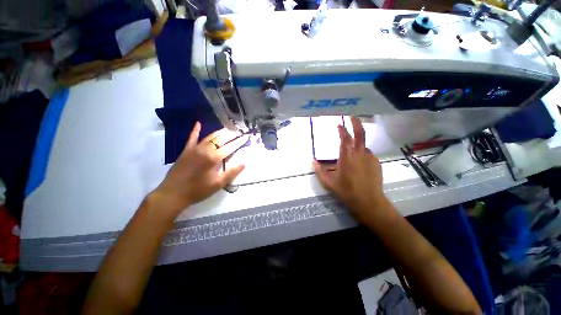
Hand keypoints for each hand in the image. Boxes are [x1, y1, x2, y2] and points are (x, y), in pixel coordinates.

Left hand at [152, 122, 247, 215]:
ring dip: (219, 132)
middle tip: (239, 131)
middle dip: (231, 135)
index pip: (230, 147)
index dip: (239, 142)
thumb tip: (243, 163)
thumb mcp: (218, 184)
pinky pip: (192, 138)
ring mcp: (195, 149)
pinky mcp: (186, 150)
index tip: (246, 137)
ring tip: (228, 129)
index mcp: (214, 158)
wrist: (173, 194)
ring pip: (209, 137)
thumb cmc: (198, 190)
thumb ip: (232, 172)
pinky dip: (195, 130)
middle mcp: (205, 150)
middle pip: (221, 139)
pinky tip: (198, 123)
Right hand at [313, 116, 391, 223]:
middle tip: (352, 117)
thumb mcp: (329, 182)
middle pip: (360, 134)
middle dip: (356, 123)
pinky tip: (359, 164)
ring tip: (351, 154)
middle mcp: (359, 154)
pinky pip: (368, 154)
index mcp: (346, 157)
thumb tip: (312, 161)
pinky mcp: (377, 163)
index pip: (344, 138)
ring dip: (357, 145)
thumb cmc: (346, 191)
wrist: (368, 201)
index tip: (338, 124)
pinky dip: (362, 155)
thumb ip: (319, 171)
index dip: (341, 129)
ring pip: (363, 146)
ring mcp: (370, 158)